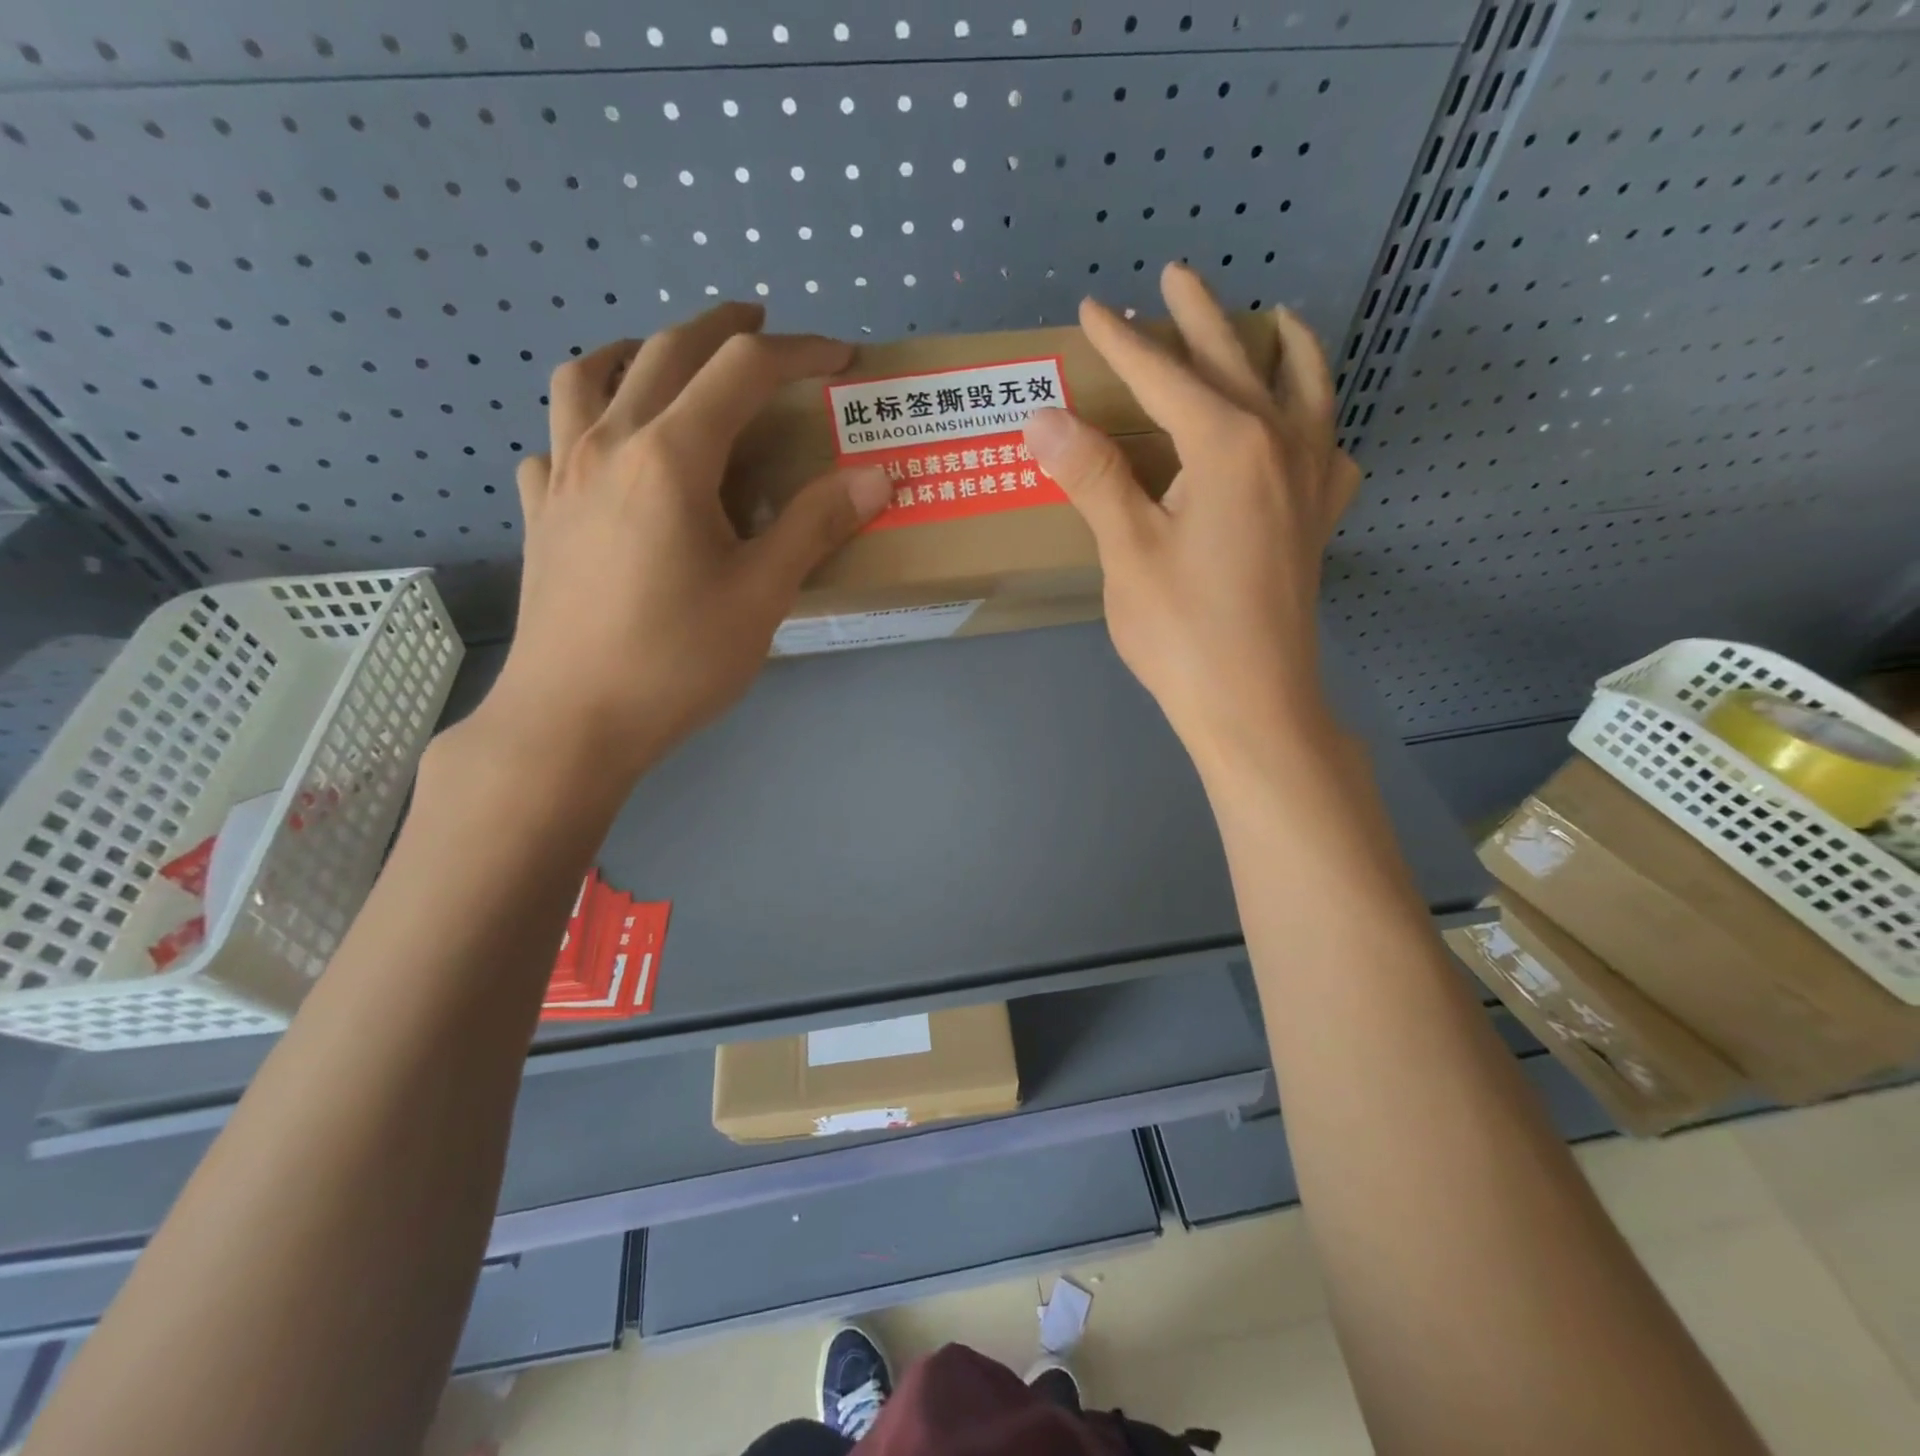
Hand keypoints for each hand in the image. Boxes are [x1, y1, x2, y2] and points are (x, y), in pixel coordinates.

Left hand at [468, 303, 892, 789]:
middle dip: (724, 329)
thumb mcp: (762, 595)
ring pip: (588, 375)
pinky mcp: (539, 514)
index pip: (742, 370)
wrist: (571, 722)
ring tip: (668, 362)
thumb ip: (816, 525)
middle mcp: (607, 443)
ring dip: (637, 350)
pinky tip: (604, 452)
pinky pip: (553, 439)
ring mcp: (560, 475)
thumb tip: (877, 475)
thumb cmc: (676, 660)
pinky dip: (584, 420)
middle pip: (665, 351)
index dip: (800, 352)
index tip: (843, 359)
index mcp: (669, 456)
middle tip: (765, 329)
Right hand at [1022, 264, 1360, 777]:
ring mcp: (1311, 482)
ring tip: (1276, 319)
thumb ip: (1092, 476)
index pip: (1164, 377)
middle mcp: (1280, 445)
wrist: (1254, 704)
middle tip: (1176, 275)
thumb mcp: (1127, 552)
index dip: (1123, 342)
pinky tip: (1307, 427)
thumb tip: (1042, 415)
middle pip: (1236, 363)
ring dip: (1284, 348)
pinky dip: (1319, 420)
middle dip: (1200, 318)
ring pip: (1306, 390)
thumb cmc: (1183, 631)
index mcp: (1228, 445)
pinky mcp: (1318, 520)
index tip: (1092, 308)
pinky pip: (1329, 446)